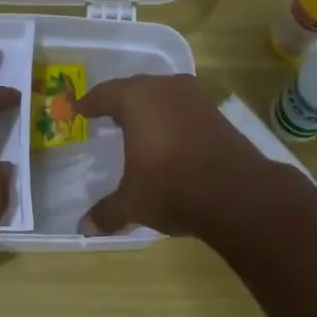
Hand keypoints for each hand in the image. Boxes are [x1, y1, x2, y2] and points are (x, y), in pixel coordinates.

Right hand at [77, 74, 269, 237]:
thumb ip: (107, 212)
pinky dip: (171, 120)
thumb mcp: (133, 204)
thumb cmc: (172, 188)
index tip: (79, 110)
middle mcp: (166, 89)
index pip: (105, 94)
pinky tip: (169, 139)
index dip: (89, 103)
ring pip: (164, 96)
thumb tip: (85, 228)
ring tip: (138, 126)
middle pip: (136, 88)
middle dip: (120, 101)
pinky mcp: (217, 115)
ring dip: (150, 108)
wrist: (237, 194)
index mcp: (137, 100)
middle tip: (106, 115)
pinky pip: (184, 110)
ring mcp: (196, 99)